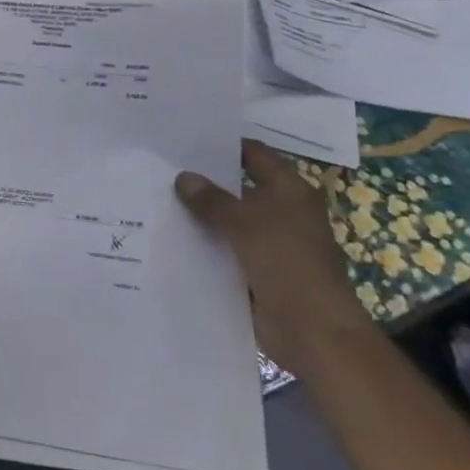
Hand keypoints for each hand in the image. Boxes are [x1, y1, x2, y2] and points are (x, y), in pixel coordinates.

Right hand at [175, 141, 372, 374]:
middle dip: (205, 181)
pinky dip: (205, 244)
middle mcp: (282, 211)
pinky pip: (225, 249)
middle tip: (162, 169)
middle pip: (238, 187)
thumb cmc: (286, 263)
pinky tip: (170, 237)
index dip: (224, 146)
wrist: (312, 329)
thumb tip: (183, 177)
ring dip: (201, 215)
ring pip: (229, 220)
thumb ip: (212, 200)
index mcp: (289, 190)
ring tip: (157, 199)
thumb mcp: (244, 223)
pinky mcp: (257, 270)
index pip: (254, 155)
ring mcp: (269, 242)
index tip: (186, 139)